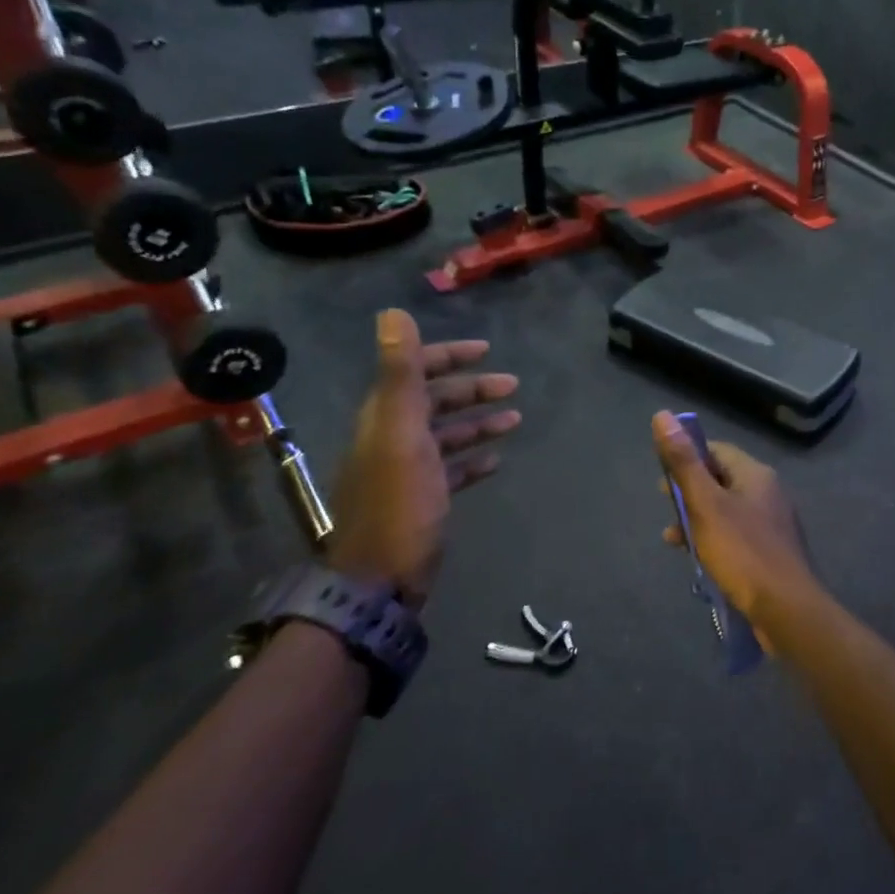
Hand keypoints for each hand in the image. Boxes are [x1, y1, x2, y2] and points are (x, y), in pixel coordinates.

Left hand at [327, 310, 519, 597]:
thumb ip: (400, 374)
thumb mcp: (401, 435)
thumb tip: (392, 312)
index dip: (447, 356)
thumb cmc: (398, 505)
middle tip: (513, 386)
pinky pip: (452, 469)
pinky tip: (496, 459)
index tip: (486, 351)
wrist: (380, 581)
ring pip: (447, 435)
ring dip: (479, 422)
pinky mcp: (422, 500)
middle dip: (473, 390)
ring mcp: (407, 471)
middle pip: (435, 402)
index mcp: (385, 419)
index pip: (415, 373)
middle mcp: (393, 438)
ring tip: (515, 418)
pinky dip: (473, 459)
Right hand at [652, 412, 823, 646]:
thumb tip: (662, 415)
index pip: (716, 451)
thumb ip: (683, 463)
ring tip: (673, 540)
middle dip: (689, 494)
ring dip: (698, 521)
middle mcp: (768, 493)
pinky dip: (714, 541)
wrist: (787, 610)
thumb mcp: (706, 505)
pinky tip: (699, 560)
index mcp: (756, 475)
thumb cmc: (743, 553)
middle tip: (666, 511)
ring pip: (726, 511)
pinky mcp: (771, 552)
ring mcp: (772, 524)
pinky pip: (736, 536)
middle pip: (721, 480)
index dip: (687, 459)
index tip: (663, 480)